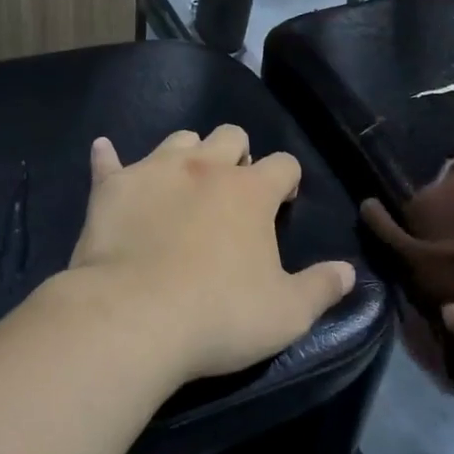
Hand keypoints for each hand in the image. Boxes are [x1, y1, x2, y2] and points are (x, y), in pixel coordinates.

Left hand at [62, 125, 354, 384]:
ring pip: (179, 139)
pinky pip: (109, 161)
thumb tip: (348, 272)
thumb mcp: (286, 314)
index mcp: (251, 191)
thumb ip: (321, 288)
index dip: (288, 180)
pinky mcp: (112, 187)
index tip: (284, 201)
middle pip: (230, 135)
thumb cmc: (219, 315)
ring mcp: (155, 171)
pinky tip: (104, 153)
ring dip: (188, 154)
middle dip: (237, 154)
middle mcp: (206, 167)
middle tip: (233, 191)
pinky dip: (110, 158)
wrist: (132, 319)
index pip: (284, 164)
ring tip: (184, 182)